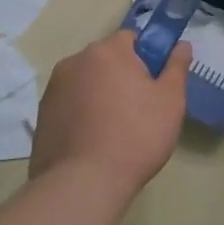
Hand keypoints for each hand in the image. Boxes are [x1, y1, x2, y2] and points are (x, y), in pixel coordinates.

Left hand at [30, 31, 191, 202]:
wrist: (82, 185)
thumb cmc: (135, 136)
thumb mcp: (170, 100)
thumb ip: (177, 67)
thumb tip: (182, 45)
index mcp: (107, 51)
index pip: (131, 39)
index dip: (146, 58)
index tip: (153, 84)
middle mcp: (75, 62)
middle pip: (106, 60)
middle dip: (121, 76)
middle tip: (138, 109)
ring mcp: (53, 89)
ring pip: (86, 83)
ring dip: (99, 95)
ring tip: (113, 131)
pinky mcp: (41, 117)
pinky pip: (69, 105)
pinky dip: (81, 115)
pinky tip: (92, 142)